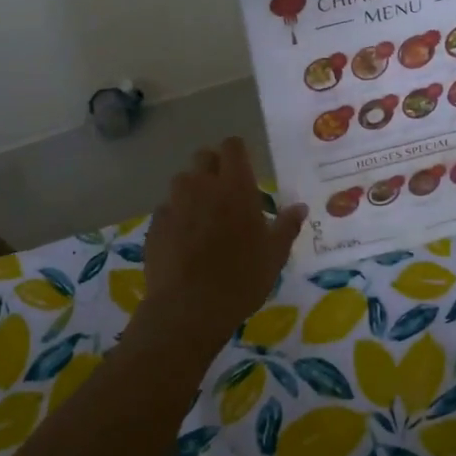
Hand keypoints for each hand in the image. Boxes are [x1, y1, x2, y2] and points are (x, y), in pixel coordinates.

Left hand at [142, 138, 306, 345]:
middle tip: (225, 192)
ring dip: (193, 190)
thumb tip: (300, 207)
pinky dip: (176, 216)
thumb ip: (287, 226)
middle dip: (213, 167)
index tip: (244, 168)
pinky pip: (167, 209)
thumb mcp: (274, 255)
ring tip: (203, 216)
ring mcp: (174, 204)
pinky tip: (183, 239)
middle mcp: (202, 186)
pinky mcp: (155, 224)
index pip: (232, 146)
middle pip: (203, 157)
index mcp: (235, 187)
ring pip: (182, 181)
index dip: (237, 153)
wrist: (189, 308)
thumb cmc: (241, 279)